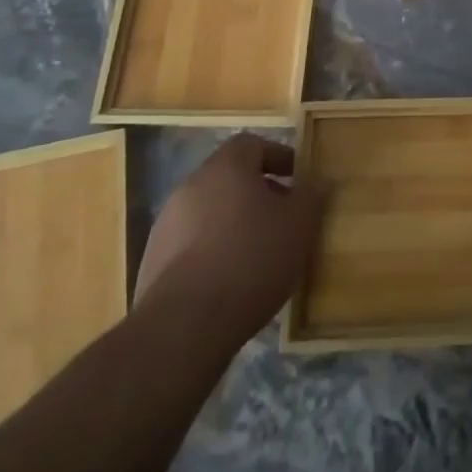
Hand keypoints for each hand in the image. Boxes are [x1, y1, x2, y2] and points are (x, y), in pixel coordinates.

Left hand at [135, 133, 324, 349]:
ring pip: (209, 212)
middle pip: (230, 178)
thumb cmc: (250, 260)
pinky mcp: (152, 264)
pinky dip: (211, 253)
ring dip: (233, 224)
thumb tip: (319, 179)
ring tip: (257, 256)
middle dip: (258, 194)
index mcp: (226, 166)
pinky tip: (229, 282)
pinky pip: (191, 246)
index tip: (298, 181)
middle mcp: (191, 186)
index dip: (278, 158)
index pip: (253, 144)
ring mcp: (166, 225)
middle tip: (282, 219)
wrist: (183, 327)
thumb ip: (311, 195)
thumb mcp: (298, 225)